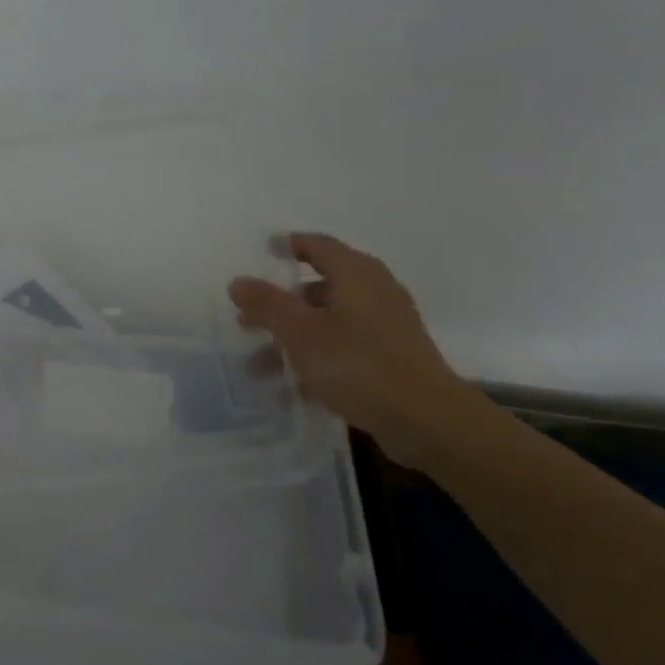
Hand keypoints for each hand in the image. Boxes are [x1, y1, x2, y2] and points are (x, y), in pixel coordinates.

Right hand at [230, 233, 475, 457]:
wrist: (426, 419)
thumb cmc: (357, 363)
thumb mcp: (300, 332)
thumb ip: (266, 304)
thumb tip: (238, 281)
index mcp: (355, 273)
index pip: (316, 245)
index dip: (286, 246)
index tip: (259, 254)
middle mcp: (374, 290)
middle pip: (319, 285)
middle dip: (281, 302)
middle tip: (247, 319)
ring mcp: (387, 324)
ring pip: (329, 320)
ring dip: (294, 337)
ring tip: (260, 364)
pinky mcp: (393, 356)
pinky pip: (345, 345)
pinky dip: (318, 356)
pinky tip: (294, 384)